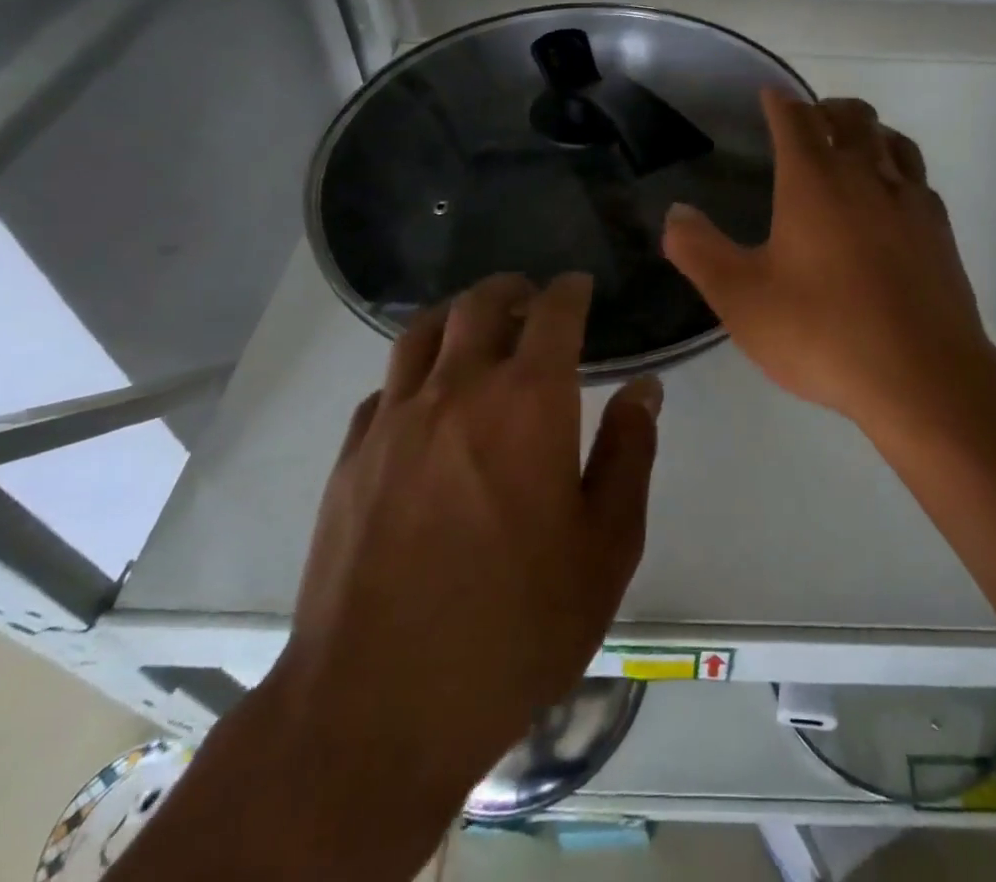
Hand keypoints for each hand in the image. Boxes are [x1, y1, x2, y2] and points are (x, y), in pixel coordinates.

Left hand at [271, 272, 660, 817]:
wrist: (379, 708)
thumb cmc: (516, 626)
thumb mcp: (605, 547)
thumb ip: (629, 454)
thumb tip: (643, 388)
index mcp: (528, 402)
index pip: (553, 313)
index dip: (570, 290)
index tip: (579, 286)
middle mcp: (458, 389)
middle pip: (480, 305)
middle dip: (511, 290)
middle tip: (530, 299)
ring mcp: (395, 419)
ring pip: (422, 331)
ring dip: (456, 315)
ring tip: (476, 327)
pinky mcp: (352, 456)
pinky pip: (386, 386)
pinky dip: (414, 372)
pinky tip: (425, 400)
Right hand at [662, 90, 995, 435]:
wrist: (923, 376)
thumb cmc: (823, 332)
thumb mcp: (741, 299)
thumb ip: (700, 251)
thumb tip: (676, 213)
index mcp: (814, 181)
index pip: (795, 118)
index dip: (778, 101)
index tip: (768, 94)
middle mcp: (865, 175)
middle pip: (851, 116)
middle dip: (825, 108)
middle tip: (806, 120)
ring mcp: (910, 200)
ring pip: (891, 139)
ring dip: (867, 130)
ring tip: (851, 144)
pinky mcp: (940, 229)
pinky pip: (917, 176)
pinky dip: (897, 167)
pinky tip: (891, 195)